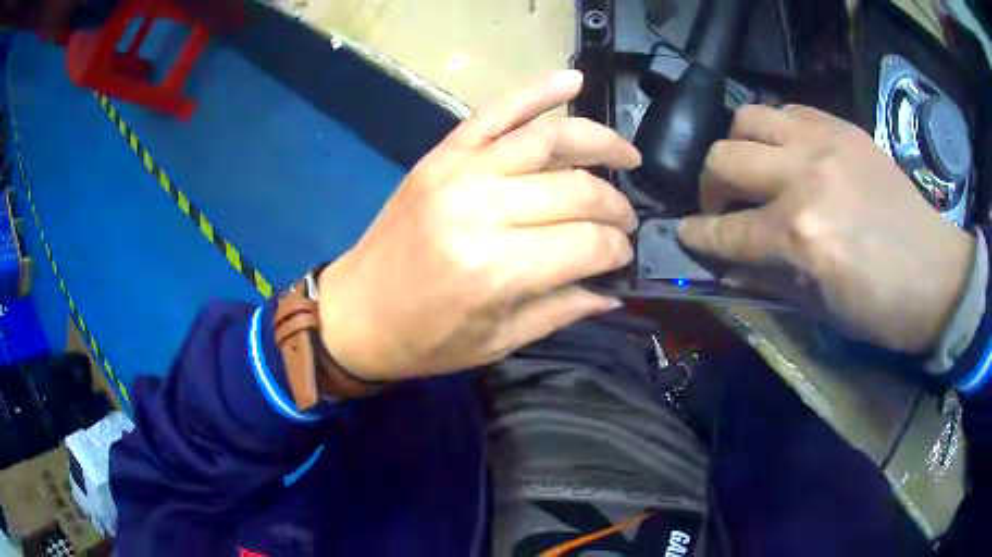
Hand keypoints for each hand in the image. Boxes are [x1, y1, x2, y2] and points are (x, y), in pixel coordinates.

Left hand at [316, 71, 640, 380]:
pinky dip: (538, 90)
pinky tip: (573, 81)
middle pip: (577, 190)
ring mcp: (460, 172)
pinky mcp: (442, 154)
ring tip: (627, 154)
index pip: (588, 243)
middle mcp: (483, 210)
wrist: (355, 313)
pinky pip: (496, 110)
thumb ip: (562, 310)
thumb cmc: (424, 340)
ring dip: (599, 140)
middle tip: (626, 220)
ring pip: (549, 139)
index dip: (616, 249)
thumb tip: (614, 288)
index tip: (623, 256)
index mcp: (497, 269)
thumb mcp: (498, 341)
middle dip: (615, 206)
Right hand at [678, 104, 974, 353]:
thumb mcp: (822, 309)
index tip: (686, 235)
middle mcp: (804, 177)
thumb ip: (770, 277)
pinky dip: (774, 130)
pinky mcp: (842, 127)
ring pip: (746, 119)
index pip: (725, 230)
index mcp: (800, 236)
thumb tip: (729, 265)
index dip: (697, 236)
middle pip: (723, 160)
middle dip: (710, 188)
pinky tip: (787, 153)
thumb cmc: (882, 308)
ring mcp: (823, 143)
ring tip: (754, 171)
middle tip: (723, 206)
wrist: (937, 274)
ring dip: (738, 148)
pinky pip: (786, 110)